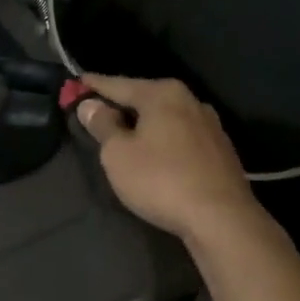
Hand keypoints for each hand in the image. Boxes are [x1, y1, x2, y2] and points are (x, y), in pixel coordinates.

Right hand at [74, 75, 260, 242]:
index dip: (94, 85)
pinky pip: (181, 136)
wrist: (222, 218)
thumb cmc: (161, 180)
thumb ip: (102, 125)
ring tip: (124, 133)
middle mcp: (190, 101)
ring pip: (165, 118)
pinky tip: (155, 153)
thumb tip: (90, 105)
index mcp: (163, 94)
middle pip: (145, 97)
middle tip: (97, 110)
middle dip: (121, 104)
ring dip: (144, 124)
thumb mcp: (118, 154)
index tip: (77, 82)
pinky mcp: (221, 150)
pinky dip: (163, 139)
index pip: (118, 84)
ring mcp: (210, 125)